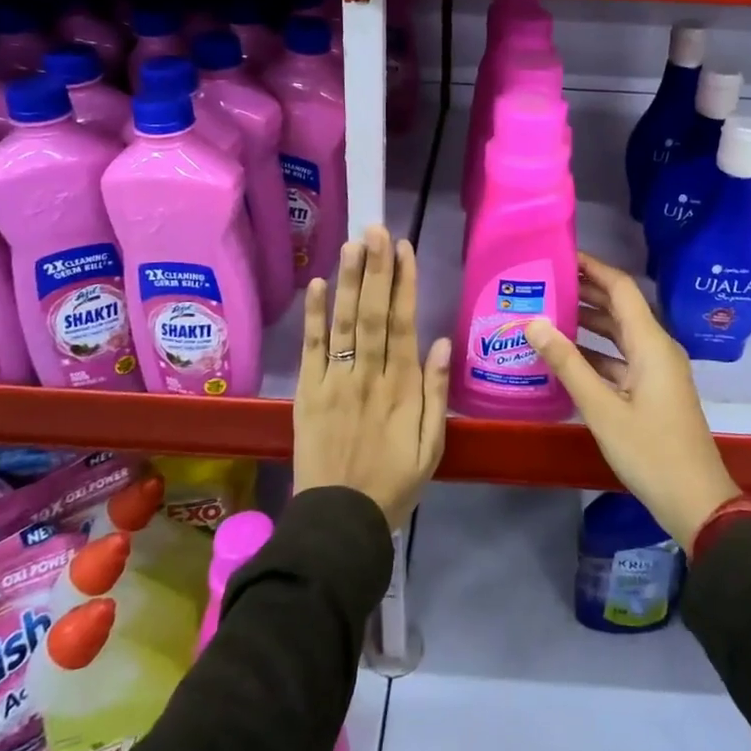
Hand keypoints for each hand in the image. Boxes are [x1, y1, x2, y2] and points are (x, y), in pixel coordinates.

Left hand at [294, 226, 449, 530]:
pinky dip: (314, 316)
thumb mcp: (433, 445)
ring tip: (352, 243)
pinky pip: (311, 349)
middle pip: (372, 313)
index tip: (404, 248)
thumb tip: (442, 341)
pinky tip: (316, 284)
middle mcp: (368, 375)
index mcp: (402, 387)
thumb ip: (437, 392)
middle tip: (376, 228)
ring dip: (348, 280)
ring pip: (343, 323)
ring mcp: (335, 382)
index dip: (404, 283)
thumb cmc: (394, 482)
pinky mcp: (308, 393)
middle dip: (376, 268)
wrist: (340, 522)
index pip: (403, 323)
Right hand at [525, 253, 740, 553]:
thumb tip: (533, 322)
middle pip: (620, 307)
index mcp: (651, 343)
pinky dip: (595, 351)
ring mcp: (657, 370)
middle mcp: (656, 348)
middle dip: (585, 291)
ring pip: (619, 333)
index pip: (620, 288)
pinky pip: (621, 357)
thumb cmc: (650, 452)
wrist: (696, 502)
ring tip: (548, 310)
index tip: (560, 256)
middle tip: (544, 281)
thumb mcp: (602, 409)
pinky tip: (566, 355)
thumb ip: (567, 364)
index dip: (592, 268)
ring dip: (588, 321)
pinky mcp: (653, 390)